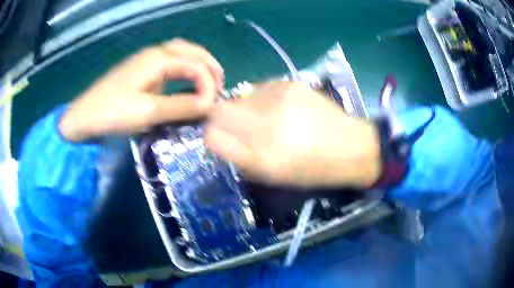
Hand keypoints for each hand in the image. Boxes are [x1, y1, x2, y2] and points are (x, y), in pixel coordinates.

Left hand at [59, 39, 223, 140]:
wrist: (83, 118)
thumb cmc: (111, 113)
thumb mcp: (147, 112)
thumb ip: (180, 106)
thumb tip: (210, 105)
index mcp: (157, 59)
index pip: (194, 64)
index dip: (208, 83)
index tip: (213, 106)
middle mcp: (154, 54)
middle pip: (190, 50)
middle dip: (209, 65)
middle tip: (220, 84)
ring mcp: (146, 61)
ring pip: (180, 54)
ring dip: (197, 64)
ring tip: (209, 81)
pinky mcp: (141, 71)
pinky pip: (170, 63)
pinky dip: (184, 69)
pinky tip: (186, 81)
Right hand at [204, 82, 381, 187]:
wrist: (351, 146)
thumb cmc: (312, 170)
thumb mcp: (272, 175)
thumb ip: (238, 157)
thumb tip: (215, 137)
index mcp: (261, 154)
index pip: (212, 134)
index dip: (211, 135)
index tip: (219, 139)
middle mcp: (265, 122)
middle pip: (221, 110)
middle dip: (224, 120)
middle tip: (242, 130)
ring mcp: (277, 98)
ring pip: (239, 98)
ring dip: (244, 110)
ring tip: (266, 120)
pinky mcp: (289, 83)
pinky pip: (259, 90)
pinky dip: (260, 101)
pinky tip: (280, 110)